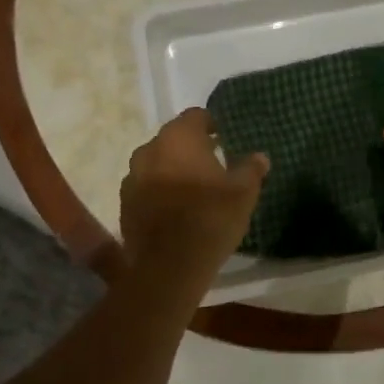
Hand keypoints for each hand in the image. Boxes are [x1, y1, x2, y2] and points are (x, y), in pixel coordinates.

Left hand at [119, 108, 268, 282]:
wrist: (169, 266)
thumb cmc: (210, 219)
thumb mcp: (243, 193)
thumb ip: (251, 169)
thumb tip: (259, 157)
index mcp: (179, 138)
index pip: (196, 116)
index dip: (211, 125)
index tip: (224, 139)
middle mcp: (149, 150)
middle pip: (173, 139)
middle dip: (190, 148)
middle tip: (212, 165)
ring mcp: (132, 177)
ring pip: (156, 163)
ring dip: (172, 170)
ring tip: (192, 189)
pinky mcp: (124, 204)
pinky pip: (145, 188)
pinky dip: (158, 192)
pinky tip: (175, 210)